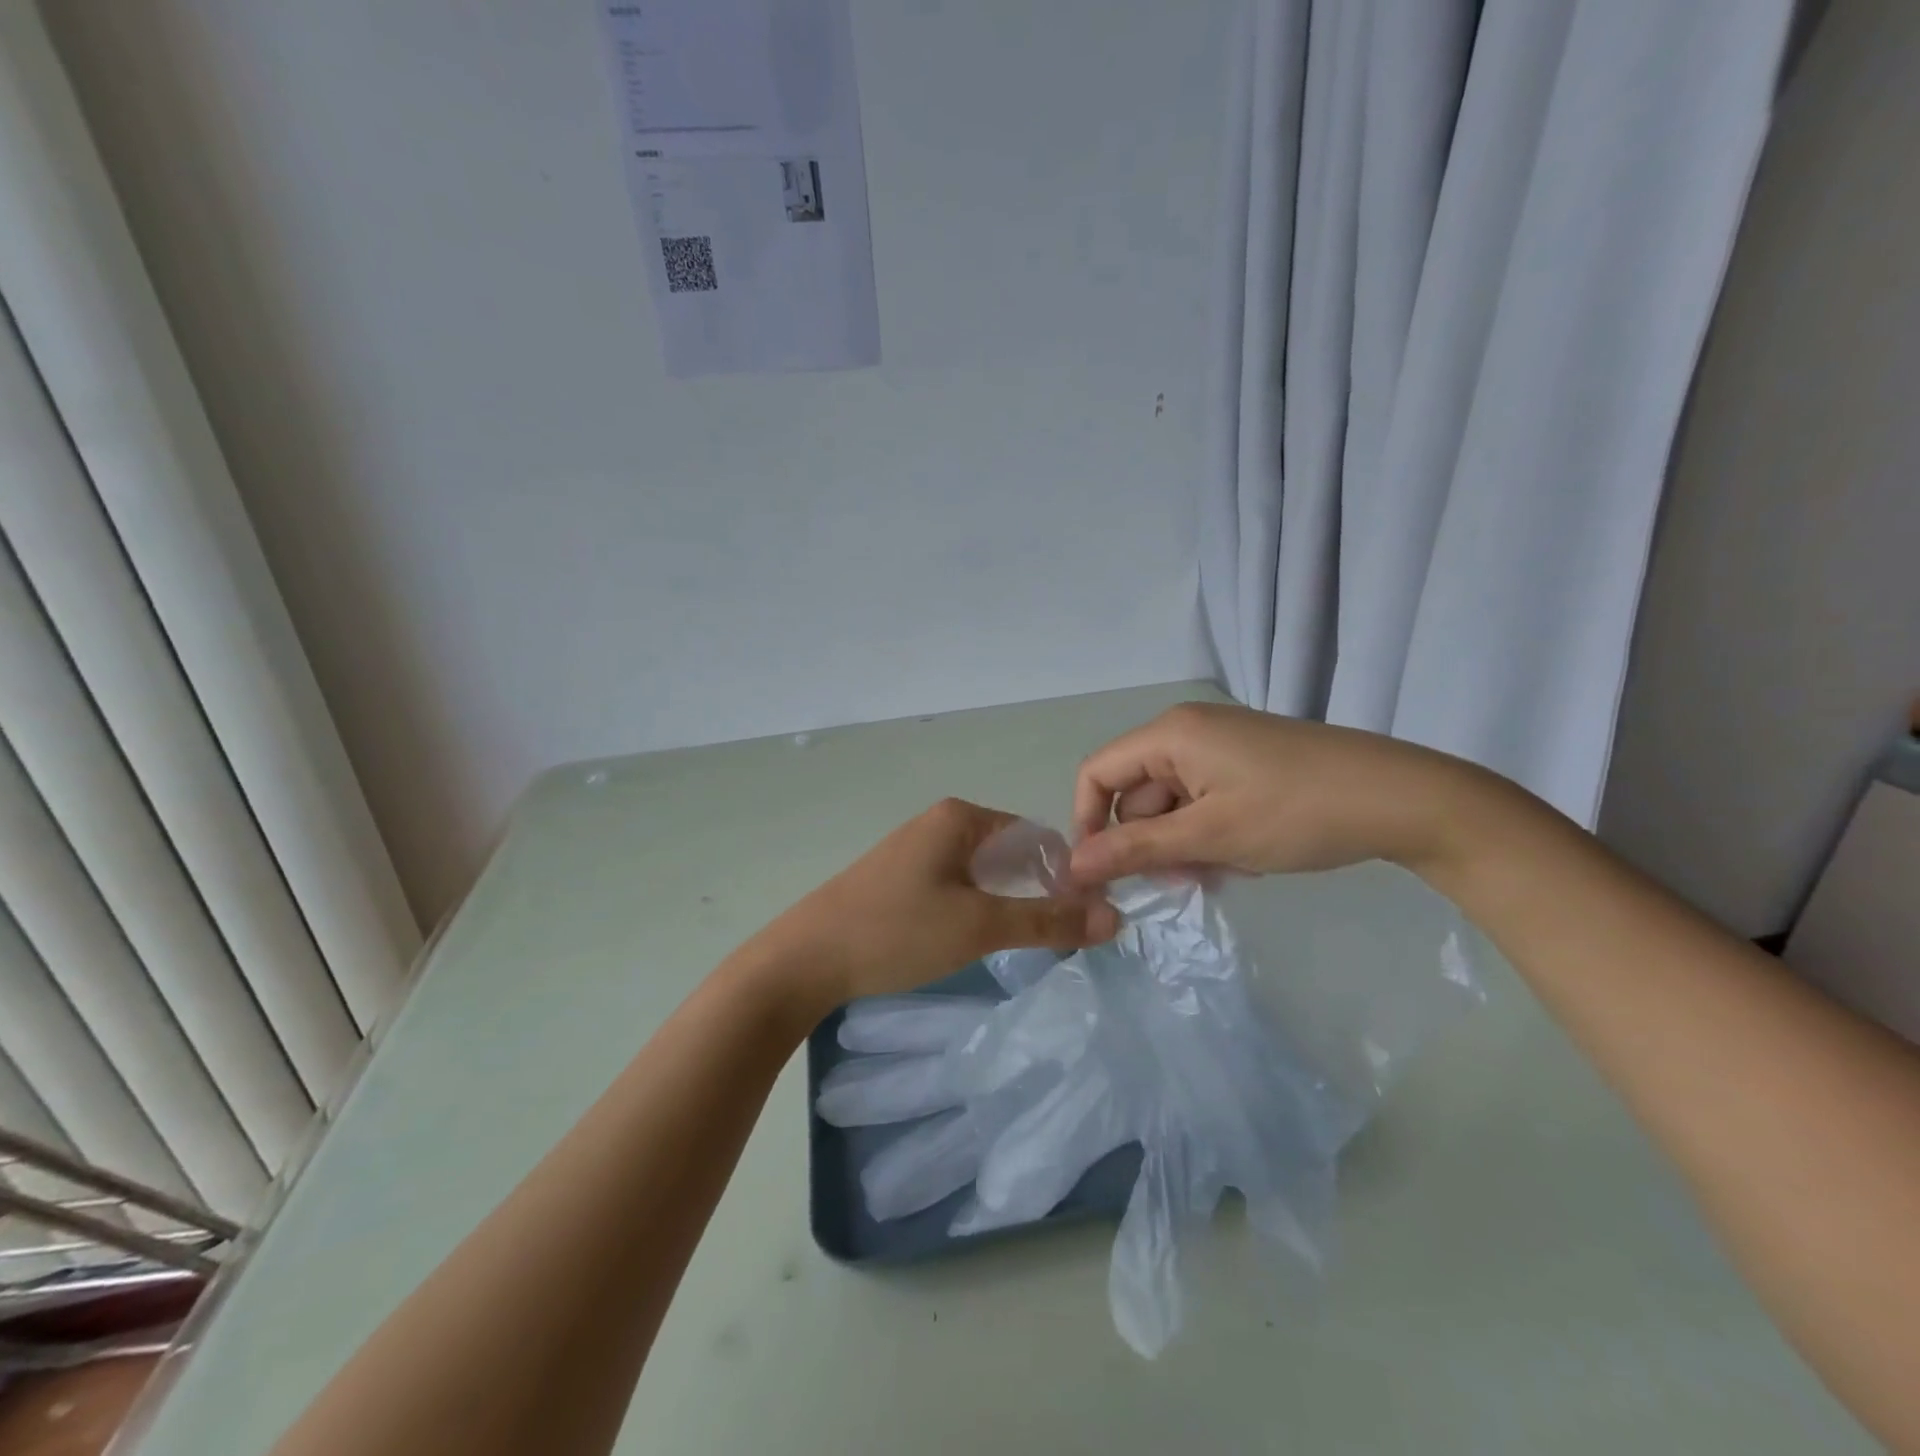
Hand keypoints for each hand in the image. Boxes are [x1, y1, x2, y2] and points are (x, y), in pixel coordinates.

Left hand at [757, 799, 1119, 1007]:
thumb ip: (1047, 920)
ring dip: (1007, 901)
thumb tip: (1115, 918)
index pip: (1036, 835)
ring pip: (983, 871)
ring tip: (1020, 941)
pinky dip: (977, 906)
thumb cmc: (896, 931)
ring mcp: (916, 849)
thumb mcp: (979, 926)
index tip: (1082, 919)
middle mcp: (939, 822)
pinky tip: (973, 938)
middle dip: (1037, 890)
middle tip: (1056, 937)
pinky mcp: (899, 877)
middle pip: (1010, 851)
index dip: (1065, 874)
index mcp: (961, 817)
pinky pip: (956, 883)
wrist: (805, 958)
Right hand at [1068, 702, 1497, 884]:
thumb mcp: (1209, 837)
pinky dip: (1209, 833)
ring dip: (1182, 844)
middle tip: (1183, 881)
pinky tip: (1242, 857)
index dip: (1088, 823)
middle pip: (1135, 792)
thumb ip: (1134, 850)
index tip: (1101, 874)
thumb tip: (1072, 868)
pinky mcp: (1246, 763)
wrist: (1403, 800)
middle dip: (1149, 842)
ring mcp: (1219, 746)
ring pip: (1171, 803)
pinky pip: (1202, 801)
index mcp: (1170, 733)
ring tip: (1222, 871)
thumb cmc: (1296, 813)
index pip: (1097, 773)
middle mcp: (1187, 730)